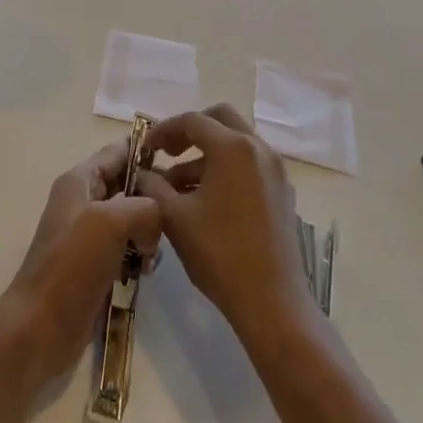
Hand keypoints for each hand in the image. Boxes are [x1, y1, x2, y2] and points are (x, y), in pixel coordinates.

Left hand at [0, 142, 161, 385]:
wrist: (40, 328)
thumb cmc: (71, 266)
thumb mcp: (110, 221)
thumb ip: (144, 206)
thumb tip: (156, 221)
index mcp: (80, 180)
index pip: (120, 151)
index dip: (148, 152)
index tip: (182, 164)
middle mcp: (83, 201)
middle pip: (129, 184)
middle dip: (153, 197)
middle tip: (175, 218)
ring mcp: (89, 234)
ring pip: (133, 218)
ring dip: (149, 232)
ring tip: (153, 255)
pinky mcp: (96, 264)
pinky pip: (128, 247)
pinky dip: (141, 255)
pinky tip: (146, 272)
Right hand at [137, 104, 314, 333]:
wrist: (272, 302)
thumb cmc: (220, 253)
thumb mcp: (175, 217)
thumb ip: (152, 186)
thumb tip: (140, 172)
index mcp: (232, 147)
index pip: (192, 121)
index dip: (163, 130)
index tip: (144, 148)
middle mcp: (258, 149)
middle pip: (219, 120)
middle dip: (189, 132)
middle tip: (166, 153)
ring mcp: (274, 170)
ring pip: (235, 143)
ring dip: (205, 154)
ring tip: (177, 186)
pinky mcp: (281, 191)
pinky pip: (248, 164)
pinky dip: (225, 169)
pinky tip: (204, 199)